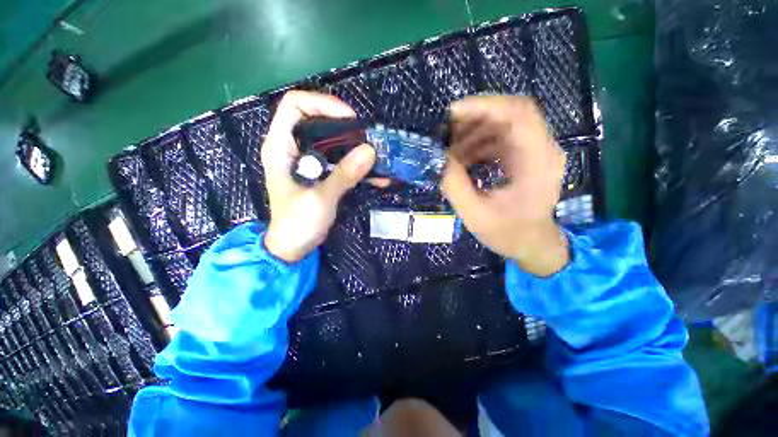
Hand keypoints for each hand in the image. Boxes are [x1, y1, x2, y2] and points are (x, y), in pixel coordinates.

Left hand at [261, 91, 375, 262]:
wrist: (293, 246)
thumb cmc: (297, 224)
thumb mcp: (320, 199)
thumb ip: (344, 175)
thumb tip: (370, 151)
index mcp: (280, 147)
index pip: (295, 106)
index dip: (322, 104)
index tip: (350, 118)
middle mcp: (292, 147)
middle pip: (317, 119)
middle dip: (344, 125)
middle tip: (367, 137)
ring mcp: (307, 160)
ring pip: (331, 139)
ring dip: (354, 145)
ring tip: (375, 154)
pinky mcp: (320, 172)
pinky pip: (339, 160)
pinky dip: (356, 164)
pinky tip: (376, 174)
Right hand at [441, 96, 568, 275]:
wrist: (533, 244)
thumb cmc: (508, 233)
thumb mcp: (475, 214)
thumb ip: (455, 185)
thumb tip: (439, 159)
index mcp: (538, 162)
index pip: (518, 113)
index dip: (484, 106)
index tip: (452, 113)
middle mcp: (543, 149)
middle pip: (511, 113)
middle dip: (475, 118)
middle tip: (446, 132)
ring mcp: (535, 151)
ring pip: (503, 124)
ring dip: (474, 132)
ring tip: (450, 152)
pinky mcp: (525, 157)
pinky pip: (500, 139)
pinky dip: (479, 143)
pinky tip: (463, 159)